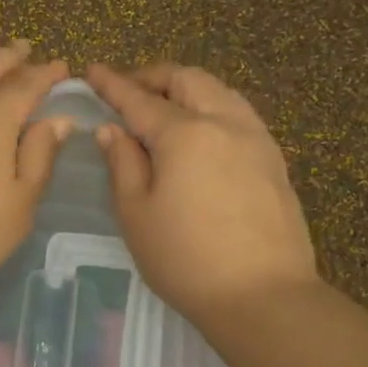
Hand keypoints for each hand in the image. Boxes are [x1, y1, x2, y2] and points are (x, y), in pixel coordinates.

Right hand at [84, 63, 315, 323]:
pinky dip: (212, 108)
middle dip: (154, 77)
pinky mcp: (274, 161)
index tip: (93, 70)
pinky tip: (201, 133)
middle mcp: (225, 123)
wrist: (263, 296)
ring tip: (164, 107)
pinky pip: (239, 114)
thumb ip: (123, 164)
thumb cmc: (185, 259)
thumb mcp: (136, 214)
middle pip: (188, 80)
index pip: (141, 100)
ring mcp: (256, 139)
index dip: (113, 85)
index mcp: (185, 134)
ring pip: (220, 91)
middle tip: (128, 91)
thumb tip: (113, 130)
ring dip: (187, 89)